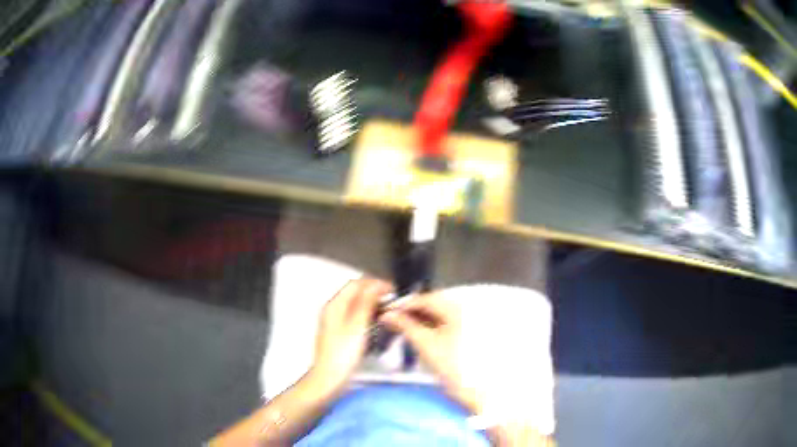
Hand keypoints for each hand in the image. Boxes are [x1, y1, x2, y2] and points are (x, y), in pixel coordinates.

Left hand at [310, 278, 391, 395]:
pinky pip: (356, 317)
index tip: (393, 291)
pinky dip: (368, 316)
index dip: (375, 284)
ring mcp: (336, 322)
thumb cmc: (342, 355)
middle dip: (375, 293)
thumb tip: (376, 285)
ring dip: (373, 305)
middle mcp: (333, 310)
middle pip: (356, 293)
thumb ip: (366, 303)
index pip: (356, 283)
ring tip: (389, 312)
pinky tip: (378, 325)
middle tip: (394, 301)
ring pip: (357, 305)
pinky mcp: (340, 333)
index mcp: (335, 305)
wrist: (329, 379)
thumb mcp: (357, 326)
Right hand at [379, 293, 484, 413]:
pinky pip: (442, 324)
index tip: (388, 311)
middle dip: (411, 312)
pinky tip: (417, 335)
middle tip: (393, 320)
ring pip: (436, 315)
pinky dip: (428, 327)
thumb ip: (405, 325)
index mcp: (456, 308)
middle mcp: (463, 311)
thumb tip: (389, 315)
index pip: (425, 298)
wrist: (473, 387)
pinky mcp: (464, 334)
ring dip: (418, 320)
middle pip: (431, 305)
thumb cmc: (452, 365)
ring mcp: (465, 323)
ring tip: (402, 329)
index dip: (404, 304)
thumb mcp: (424, 342)